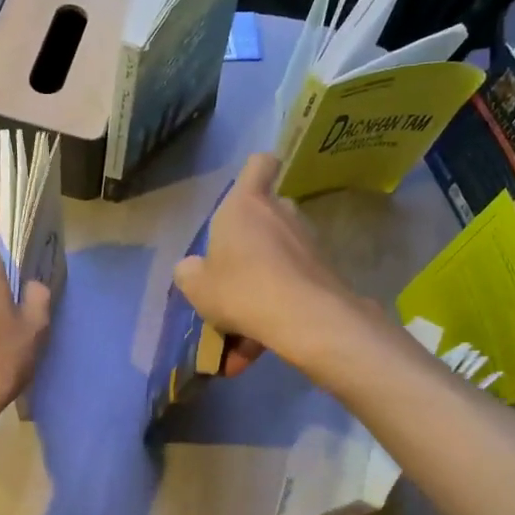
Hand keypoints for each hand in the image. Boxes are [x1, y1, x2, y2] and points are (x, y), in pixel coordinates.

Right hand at [172, 153, 360, 375]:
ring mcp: (307, 243)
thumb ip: (190, 273)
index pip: (260, 164)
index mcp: (246, 204)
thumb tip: (191, 268)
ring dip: (261, 286)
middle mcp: (281, 214)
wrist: (304, 318)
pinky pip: (290, 288)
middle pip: (269, 215)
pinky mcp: (324, 273)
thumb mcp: (197, 286)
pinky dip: (274, 312)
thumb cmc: (240, 288)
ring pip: (279, 258)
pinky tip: (256, 351)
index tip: (247, 192)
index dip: (255, 172)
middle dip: (254, 243)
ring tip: (240, 331)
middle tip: (234, 276)